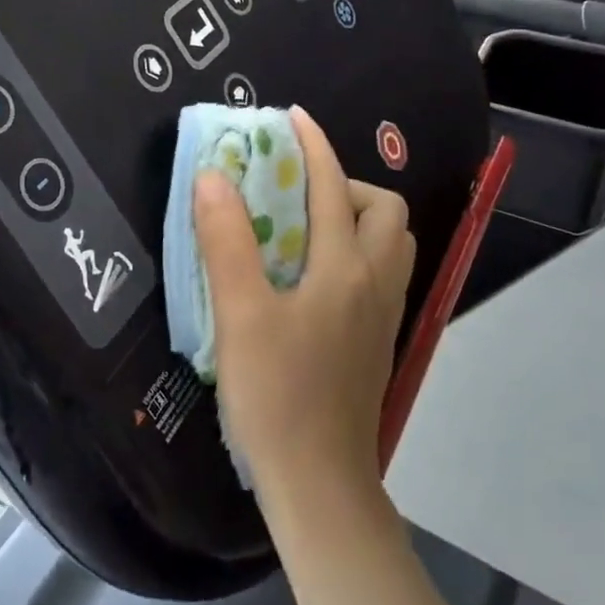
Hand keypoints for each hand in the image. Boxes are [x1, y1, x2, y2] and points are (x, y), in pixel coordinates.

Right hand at [193, 108, 415, 502]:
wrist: (320, 487)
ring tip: (306, 229)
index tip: (291, 117)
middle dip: (346, 185)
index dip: (313, 145)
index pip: (334, 186)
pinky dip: (357, 252)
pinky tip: (314, 275)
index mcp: (346, 268)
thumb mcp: (241, 314)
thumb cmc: (277, 396)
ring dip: (357, 218)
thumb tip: (213, 175)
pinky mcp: (378, 341)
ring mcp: (384, 315)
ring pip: (390, 243)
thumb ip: (226, 240)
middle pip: (385, 210)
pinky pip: (381, 273)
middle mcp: (376, 283)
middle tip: (296, 194)